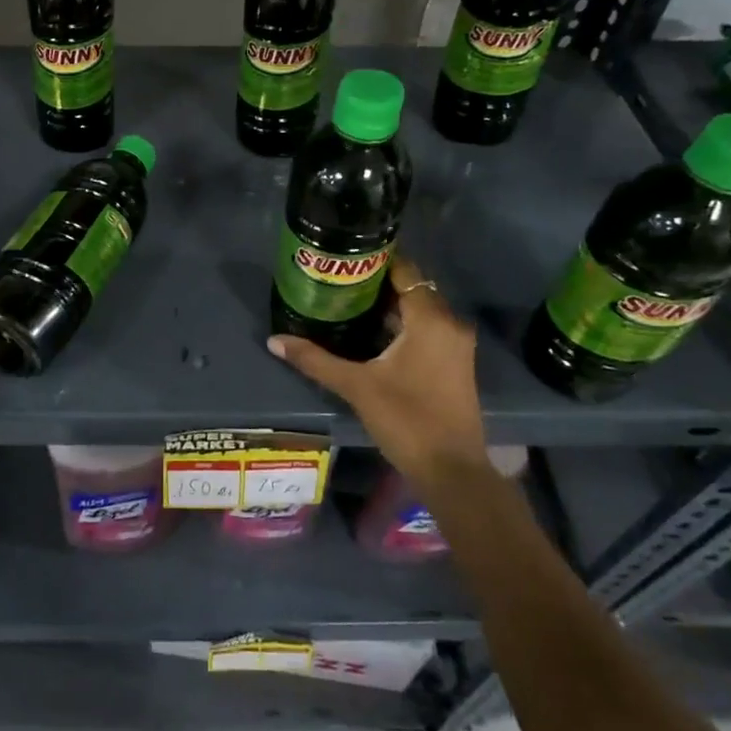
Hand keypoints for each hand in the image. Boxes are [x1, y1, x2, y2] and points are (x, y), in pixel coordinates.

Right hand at [268, 250, 487, 489]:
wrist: (452, 470)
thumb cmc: (406, 420)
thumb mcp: (356, 387)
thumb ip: (315, 360)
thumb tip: (274, 340)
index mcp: (430, 319)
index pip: (405, 270)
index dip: (375, 260)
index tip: (343, 259)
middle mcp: (450, 323)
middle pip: (411, 288)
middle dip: (376, 284)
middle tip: (337, 282)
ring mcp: (457, 344)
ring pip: (420, 309)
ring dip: (388, 306)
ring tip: (347, 303)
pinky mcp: (456, 363)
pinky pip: (427, 328)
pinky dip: (402, 325)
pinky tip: (371, 334)